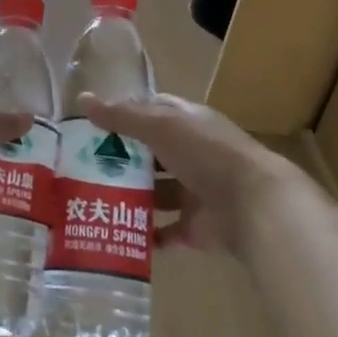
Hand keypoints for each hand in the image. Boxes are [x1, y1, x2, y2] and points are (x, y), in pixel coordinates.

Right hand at [78, 92, 300, 255]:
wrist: (254, 204)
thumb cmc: (206, 153)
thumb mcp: (160, 126)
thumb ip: (122, 116)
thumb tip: (82, 100)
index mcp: (187, 123)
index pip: (152, 112)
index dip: (124, 115)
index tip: (92, 125)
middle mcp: (191, 155)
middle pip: (151, 155)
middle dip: (122, 160)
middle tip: (83, 167)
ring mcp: (195, 192)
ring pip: (156, 193)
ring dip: (131, 198)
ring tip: (93, 201)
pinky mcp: (196, 228)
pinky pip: (165, 232)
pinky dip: (146, 236)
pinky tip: (117, 235)